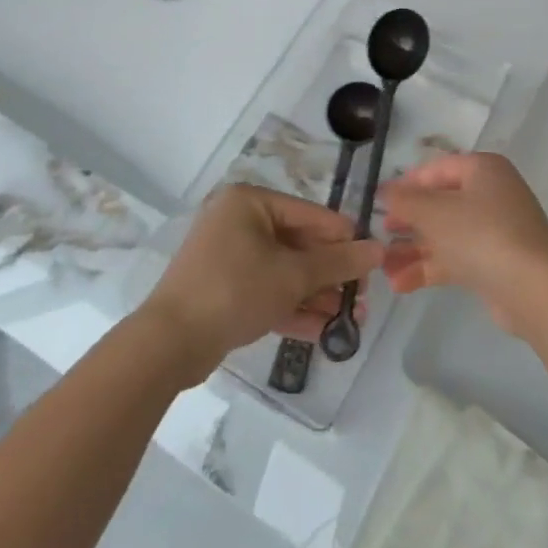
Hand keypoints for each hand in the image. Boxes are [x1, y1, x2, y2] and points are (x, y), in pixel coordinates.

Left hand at [140, 184, 381, 377]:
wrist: (168, 345)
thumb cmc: (234, 291)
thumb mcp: (293, 276)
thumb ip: (338, 262)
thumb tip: (379, 250)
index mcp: (250, 202)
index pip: (311, 215)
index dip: (344, 238)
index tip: (373, 262)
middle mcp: (238, 222)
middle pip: (298, 245)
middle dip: (331, 275)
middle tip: (363, 297)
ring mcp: (228, 257)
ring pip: (284, 272)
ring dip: (317, 295)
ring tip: (351, 319)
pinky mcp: (222, 290)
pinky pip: (266, 291)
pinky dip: (292, 307)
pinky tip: (324, 331)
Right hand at [381, 153, 547, 335]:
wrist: (532, 287)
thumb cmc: (480, 234)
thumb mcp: (434, 211)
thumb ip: (405, 199)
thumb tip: (385, 191)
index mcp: (483, 170)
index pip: (437, 169)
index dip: (407, 184)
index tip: (379, 203)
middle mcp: (491, 194)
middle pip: (440, 203)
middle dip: (407, 222)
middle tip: (379, 235)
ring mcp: (495, 230)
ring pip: (445, 234)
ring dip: (413, 250)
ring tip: (382, 267)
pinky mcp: (494, 263)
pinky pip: (455, 259)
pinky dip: (429, 268)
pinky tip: (400, 285)